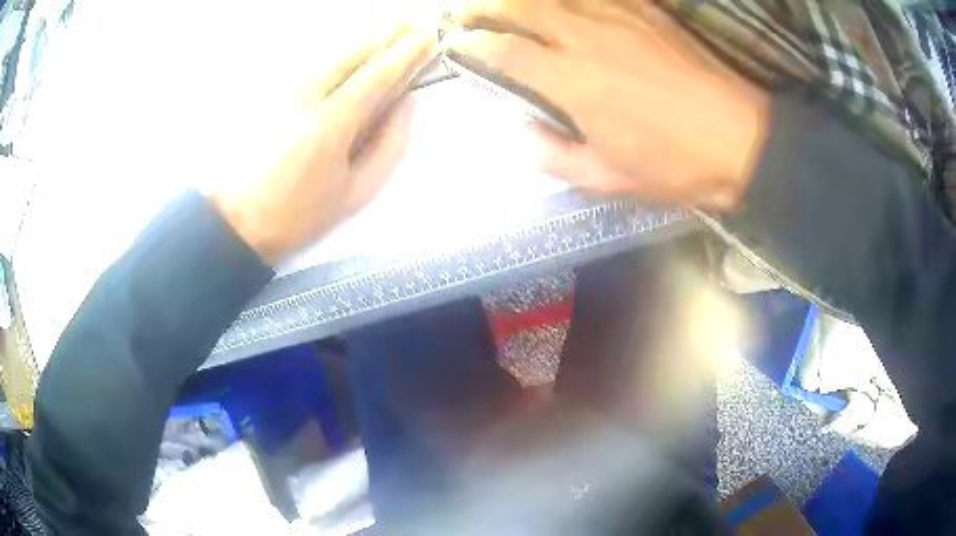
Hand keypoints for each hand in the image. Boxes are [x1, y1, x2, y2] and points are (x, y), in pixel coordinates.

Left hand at [210, 25, 436, 265]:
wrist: (235, 220)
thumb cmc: (297, 215)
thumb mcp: (354, 193)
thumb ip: (389, 145)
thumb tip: (407, 104)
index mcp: (332, 123)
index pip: (379, 73)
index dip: (408, 51)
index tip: (430, 35)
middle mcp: (307, 93)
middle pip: (355, 49)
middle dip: (388, 32)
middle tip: (414, 23)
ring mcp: (285, 89)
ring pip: (334, 52)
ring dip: (366, 41)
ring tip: (391, 32)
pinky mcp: (271, 93)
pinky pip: (316, 64)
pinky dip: (341, 55)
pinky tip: (353, 57)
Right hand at [449, 0, 770, 211]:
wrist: (740, 138)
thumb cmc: (675, 163)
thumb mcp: (609, 178)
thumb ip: (553, 156)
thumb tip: (516, 135)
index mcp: (571, 81)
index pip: (503, 50)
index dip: (472, 44)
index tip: (457, 44)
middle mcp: (585, 37)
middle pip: (520, 6)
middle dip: (484, 5)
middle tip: (466, 11)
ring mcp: (618, 17)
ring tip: (507, 2)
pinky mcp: (647, 11)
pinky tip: (566, 2)